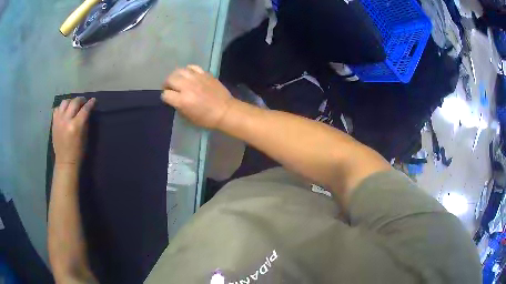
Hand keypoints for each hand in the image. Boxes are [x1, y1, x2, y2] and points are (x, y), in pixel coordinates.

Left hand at [52, 97, 95, 165]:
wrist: (65, 162)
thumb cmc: (78, 152)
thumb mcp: (85, 137)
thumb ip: (85, 122)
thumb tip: (87, 111)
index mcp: (76, 125)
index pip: (85, 109)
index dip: (90, 103)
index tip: (94, 100)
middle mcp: (66, 120)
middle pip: (74, 102)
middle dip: (81, 100)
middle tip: (84, 102)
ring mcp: (59, 120)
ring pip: (65, 102)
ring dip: (71, 101)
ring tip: (73, 105)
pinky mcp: (54, 122)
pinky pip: (57, 109)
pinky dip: (62, 108)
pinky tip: (65, 112)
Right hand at [162, 65, 233, 128]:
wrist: (225, 110)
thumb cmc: (206, 118)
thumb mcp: (188, 117)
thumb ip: (178, 106)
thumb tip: (173, 98)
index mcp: (182, 100)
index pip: (166, 94)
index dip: (166, 97)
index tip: (169, 99)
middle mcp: (187, 87)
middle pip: (170, 79)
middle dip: (167, 84)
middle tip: (170, 88)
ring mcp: (196, 78)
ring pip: (179, 70)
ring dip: (176, 75)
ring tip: (178, 80)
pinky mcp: (205, 74)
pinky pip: (192, 67)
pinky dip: (188, 70)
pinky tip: (188, 75)